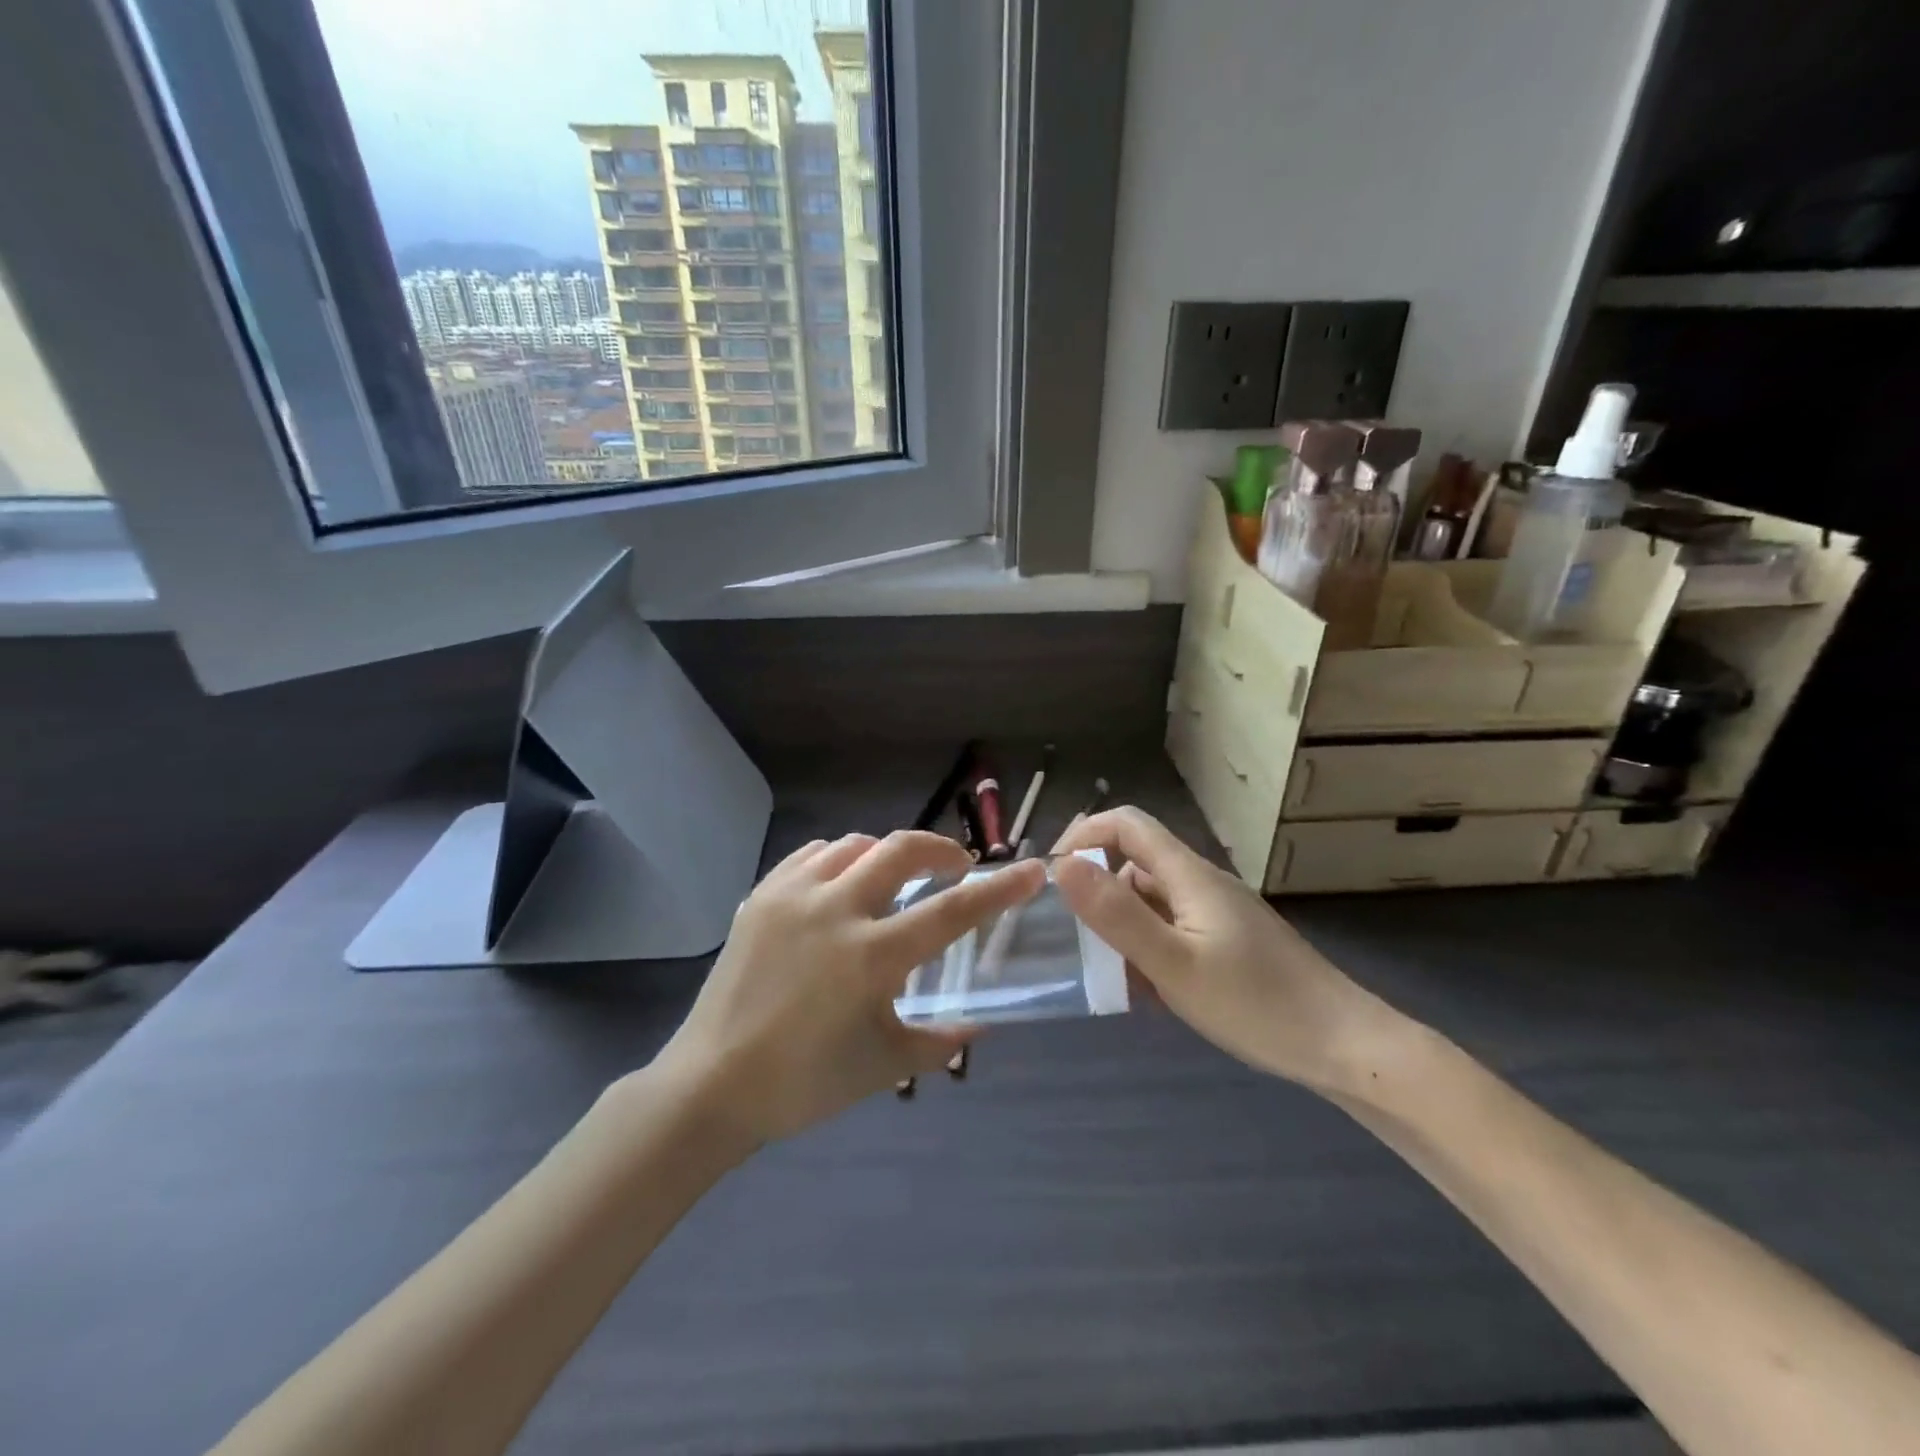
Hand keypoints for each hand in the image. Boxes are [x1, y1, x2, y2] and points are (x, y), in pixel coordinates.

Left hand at [654, 831, 1045, 1144]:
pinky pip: (812, 855)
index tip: (1032, 869)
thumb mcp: (883, 1067)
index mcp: (872, 956)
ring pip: (855, 845)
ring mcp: (794, 897)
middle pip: (902, 850)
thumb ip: (939, 1042)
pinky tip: (842, 882)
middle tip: (955, 867)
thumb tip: (977, 1024)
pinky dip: (840, 858)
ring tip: (895, 878)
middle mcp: (836, 911)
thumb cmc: (804, 1082)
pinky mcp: (762, 896)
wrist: (711, 1083)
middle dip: (940, 849)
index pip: (953, 910)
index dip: (1000, 888)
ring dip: (887, 854)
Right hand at [1051, 807, 1397, 1093]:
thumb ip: (1116, 914)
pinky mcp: (1230, 942)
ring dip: (1124, 930)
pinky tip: (1152, 993)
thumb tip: (1062, 865)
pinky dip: (1151, 950)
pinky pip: (1174, 930)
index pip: (1126, 824)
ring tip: (1116, 979)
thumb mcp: (1173, 963)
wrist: (1346, 1047)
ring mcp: (1219, 913)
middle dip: (1099, 895)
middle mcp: (1202, 883)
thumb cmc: (1256, 1004)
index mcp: (1189, 874)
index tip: (1053, 878)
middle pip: (1135, 864)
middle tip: (1080, 945)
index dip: (1083, 835)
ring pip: (1152, 902)